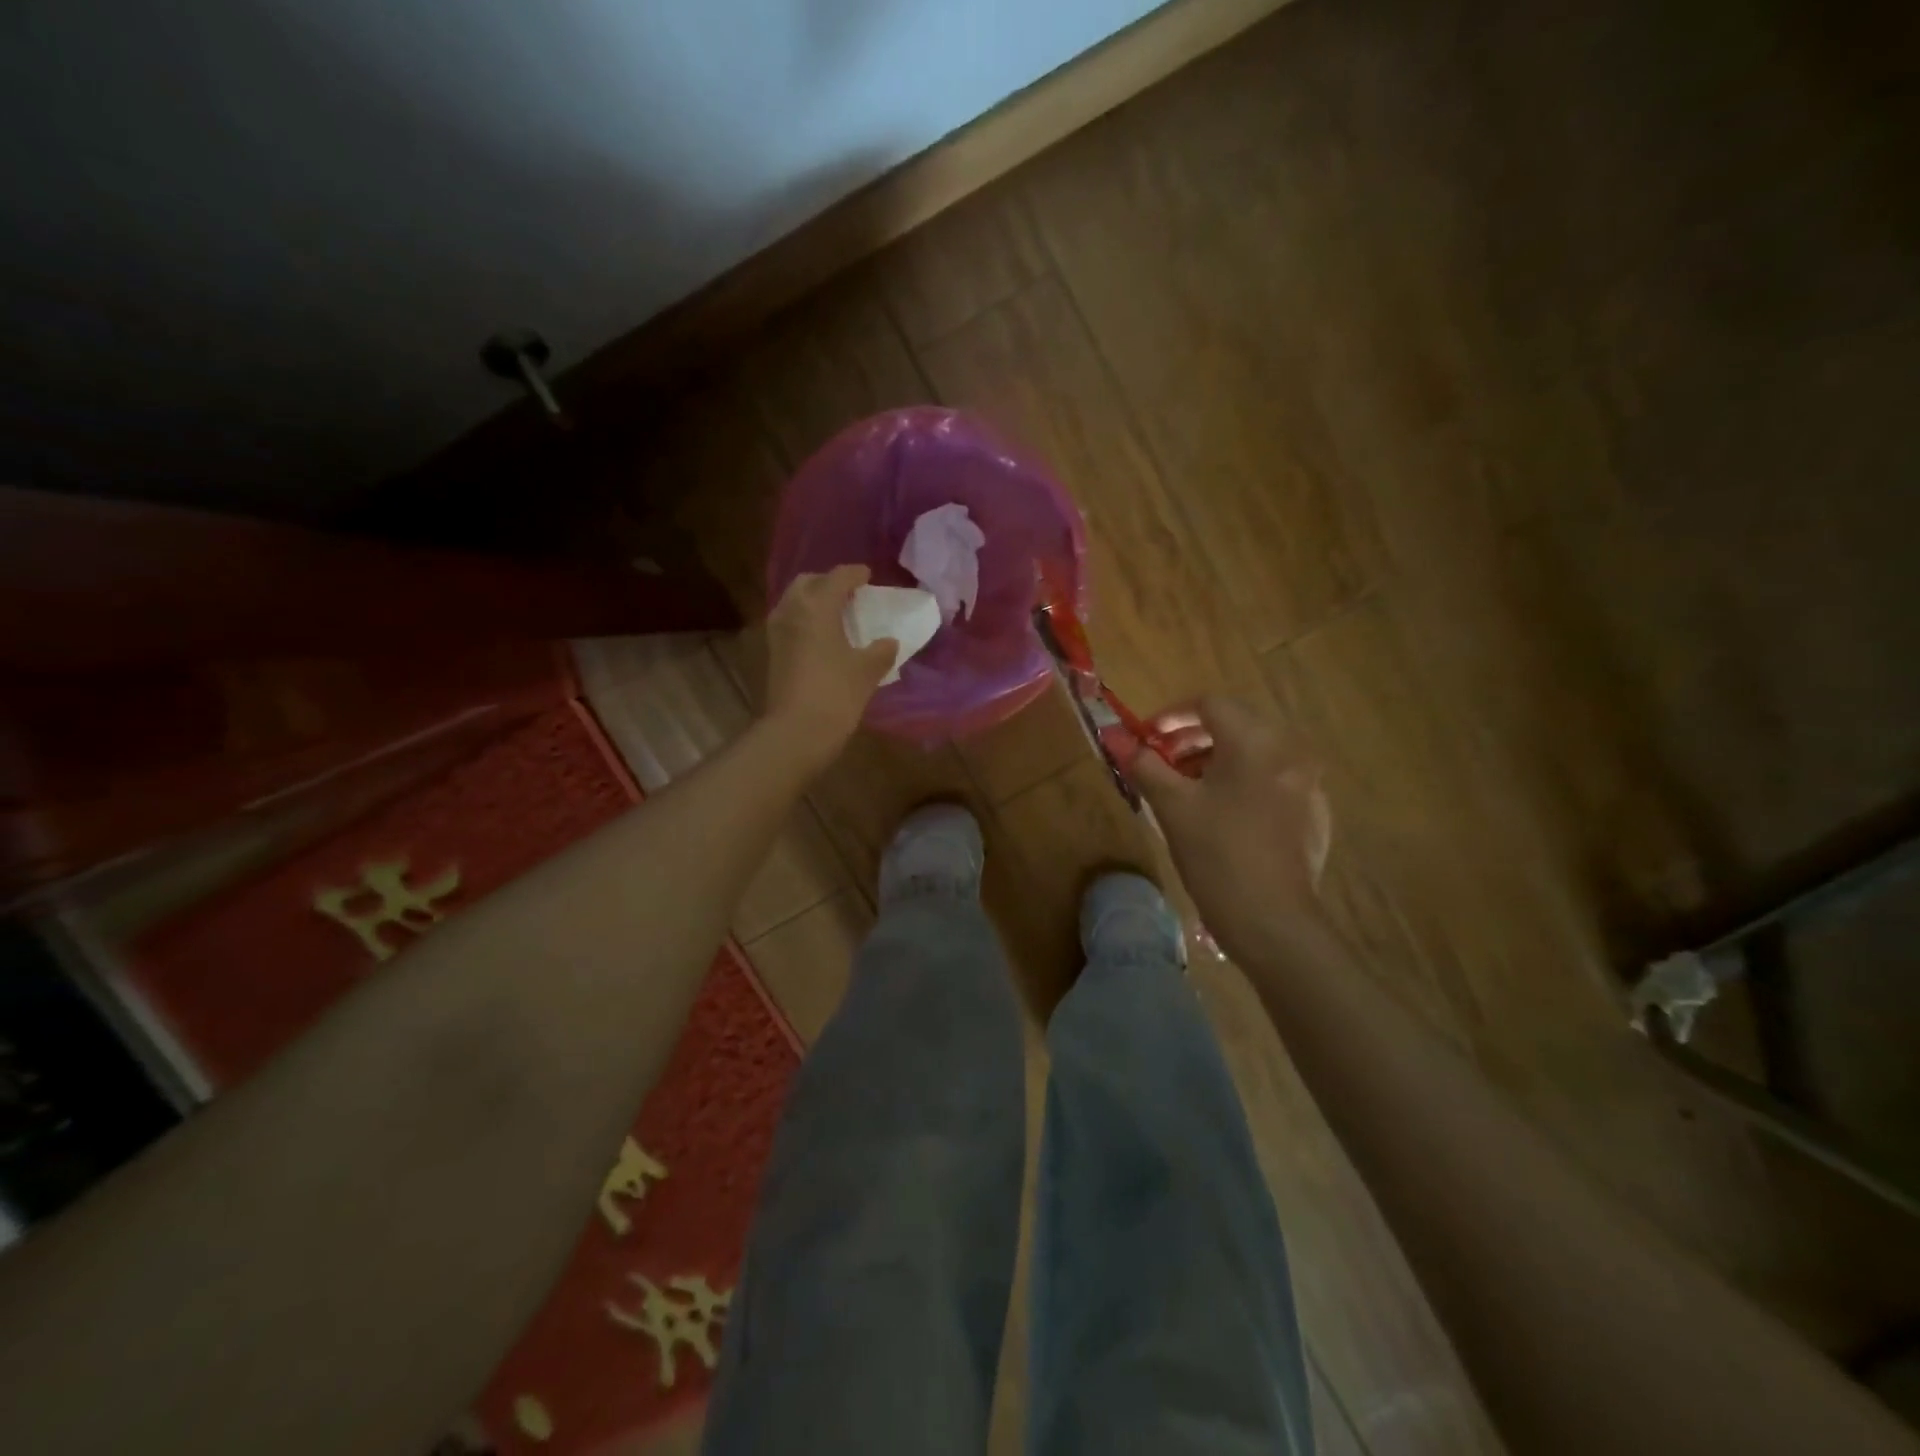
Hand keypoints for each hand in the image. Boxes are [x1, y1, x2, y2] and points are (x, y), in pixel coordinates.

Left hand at [762, 565, 896, 768]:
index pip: (837, 577)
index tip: (868, 576)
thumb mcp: (867, 671)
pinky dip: (804, 621)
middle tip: (849, 594)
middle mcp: (791, 610)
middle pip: (808, 583)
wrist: (796, 732)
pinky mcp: (770, 653)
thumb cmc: (836, 693)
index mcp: (816, 606)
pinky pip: (789, 623)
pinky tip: (820, 638)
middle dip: (828, 583)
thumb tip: (889, 642)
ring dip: (813, 601)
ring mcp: (776, 632)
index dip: (855, 574)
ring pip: (794, 602)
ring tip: (835, 615)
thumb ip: (881, 651)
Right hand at [1126, 695, 1333, 963]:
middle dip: (1193, 739)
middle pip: (1235, 726)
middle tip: (1162, 762)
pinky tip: (1222, 817)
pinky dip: (1242, 784)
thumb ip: (1144, 765)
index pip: (1210, 705)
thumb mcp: (1172, 806)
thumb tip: (1117, 738)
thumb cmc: (1216, 855)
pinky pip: (1271, 782)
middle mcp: (1289, 752)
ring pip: (1254, 755)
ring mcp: (1307, 784)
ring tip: (1186, 790)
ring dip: (1216, 761)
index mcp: (1256, 742)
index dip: (1172, 715)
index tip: (1146, 737)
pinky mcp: (1313, 814)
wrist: (1272, 922)